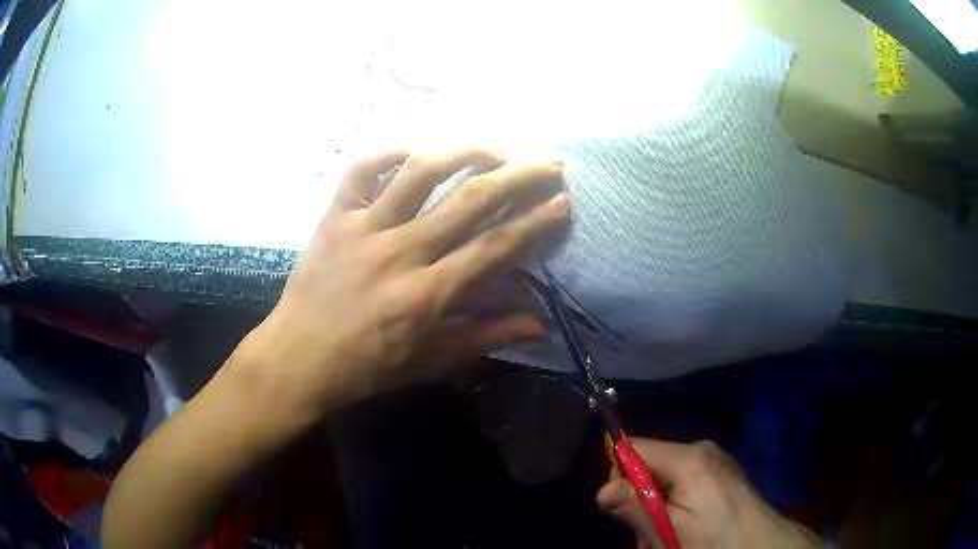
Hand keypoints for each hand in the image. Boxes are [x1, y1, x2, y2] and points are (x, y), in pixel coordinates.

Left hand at [231, 149, 568, 425]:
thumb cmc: (366, 368)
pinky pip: (361, 171)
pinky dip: (388, 153)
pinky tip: (414, 152)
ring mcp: (363, 228)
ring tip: (493, 149)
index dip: (534, 221)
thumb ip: (484, 337)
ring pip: (419, 173)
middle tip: (547, 163)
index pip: (495, 246)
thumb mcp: (428, 362)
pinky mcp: (334, 217)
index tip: (562, 201)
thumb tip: (537, 323)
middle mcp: (400, 252)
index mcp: (427, 294)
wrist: (297, 359)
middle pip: (469, 201)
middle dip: (518, 176)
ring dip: (462, 153)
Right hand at [597, 439, 821, 548]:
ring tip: (670, 535)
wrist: (762, 544)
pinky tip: (685, 526)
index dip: (620, 476)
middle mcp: (701, 449)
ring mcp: (713, 459)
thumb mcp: (672, 531)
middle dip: (641, 498)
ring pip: (664, 476)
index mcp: (688, 458)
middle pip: (648, 463)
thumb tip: (602, 491)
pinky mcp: (720, 472)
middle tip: (653, 533)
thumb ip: (637, 509)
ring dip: (657, 506)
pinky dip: (675, 502)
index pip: (632, 447)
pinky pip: (684, 480)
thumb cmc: (715, 539)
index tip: (627, 508)